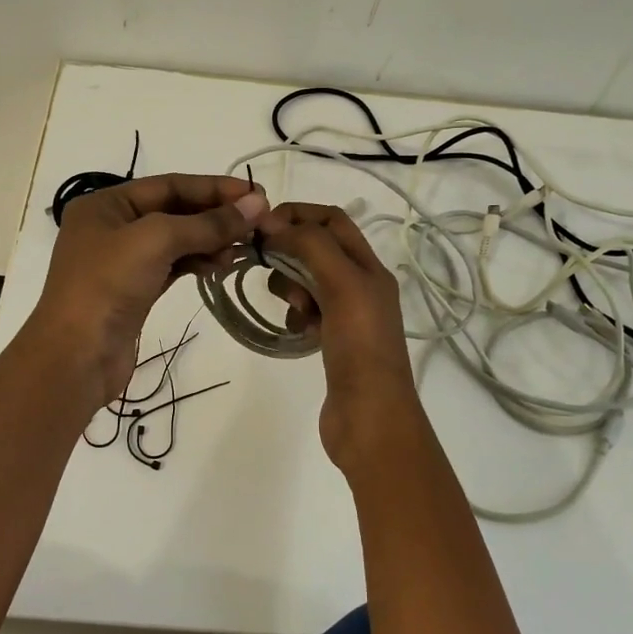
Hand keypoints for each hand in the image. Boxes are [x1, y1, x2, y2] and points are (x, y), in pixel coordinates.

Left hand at [26, 174, 268, 405]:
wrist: (76, 358)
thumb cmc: (107, 286)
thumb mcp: (156, 241)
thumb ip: (207, 223)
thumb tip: (256, 205)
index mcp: (106, 204)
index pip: (170, 185)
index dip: (214, 188)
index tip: (256, 196)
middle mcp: (113, 227)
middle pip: (175, 211)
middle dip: (216, 216)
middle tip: (259, 223)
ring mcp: (123, 261)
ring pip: (177, 240)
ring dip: (211, 241)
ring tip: (243, 249)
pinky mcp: (136, 291)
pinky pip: (174, 266)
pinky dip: (199, 263)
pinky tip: (222, 266)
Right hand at [259, 203, 426, 468]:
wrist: (370, 419)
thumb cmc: (360, 347)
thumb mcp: (342, 285)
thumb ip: (311, 247)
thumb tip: (274, 224)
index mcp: (370, 267)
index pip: (332, 220)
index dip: (297, 214)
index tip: (262, 227)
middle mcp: (362, 285)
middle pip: (317, 248)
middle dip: (290, 252)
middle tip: (269, 268)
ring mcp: (347, 315)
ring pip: (308, 281)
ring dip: (291, 285)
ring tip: (294, 308)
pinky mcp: (333, 341)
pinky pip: (306, 312)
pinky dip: (295, 314)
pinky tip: (296, 330)